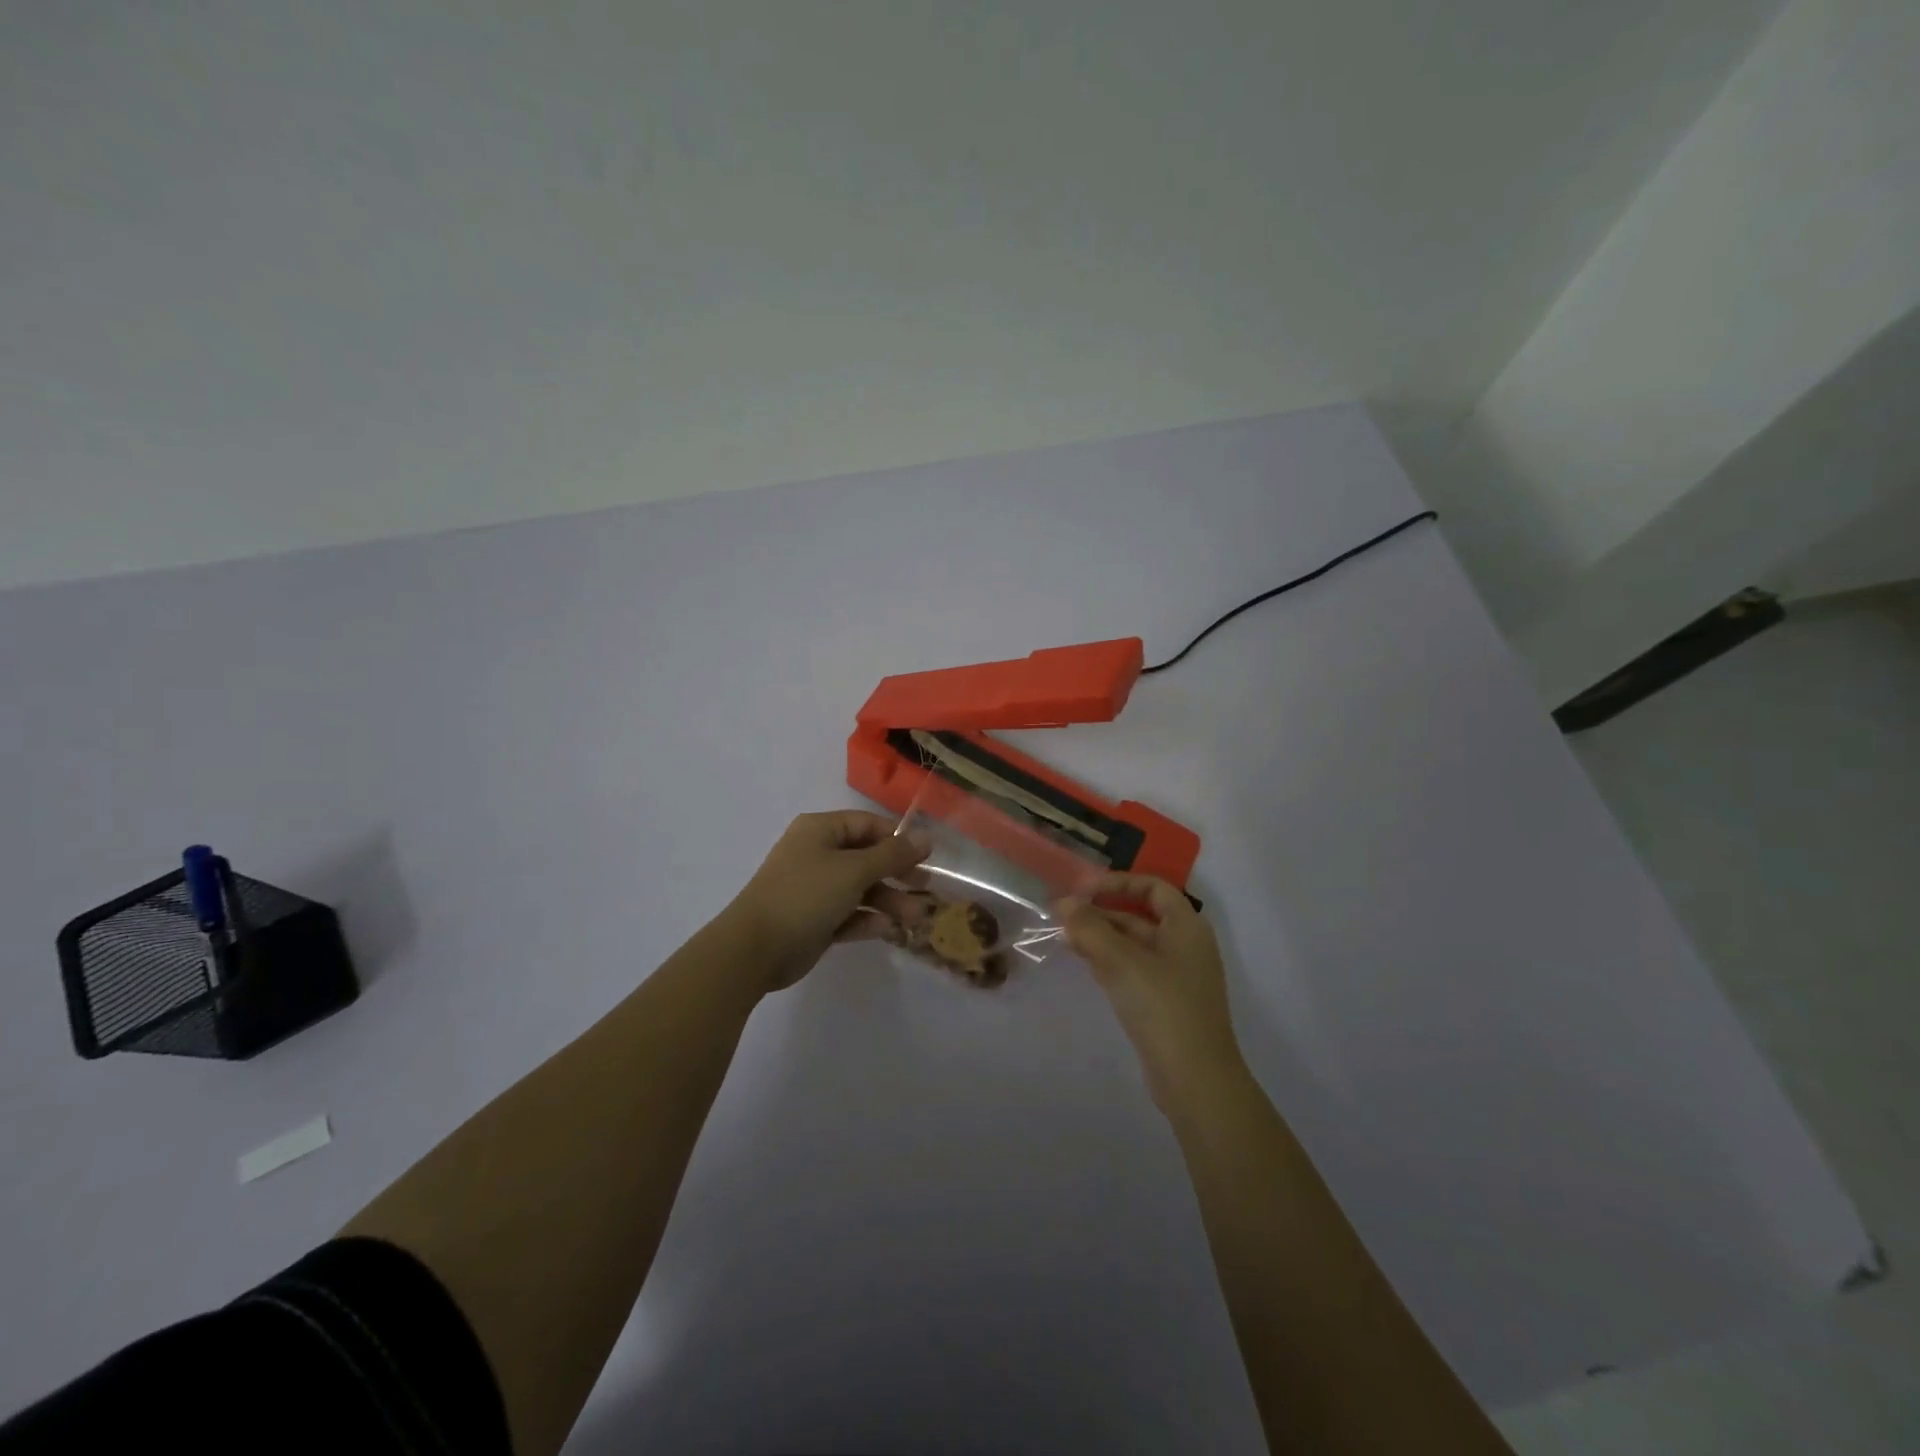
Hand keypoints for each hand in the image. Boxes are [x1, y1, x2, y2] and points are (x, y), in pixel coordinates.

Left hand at [724, 811, 932, 992]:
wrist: (755, 949)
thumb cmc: (806, 895)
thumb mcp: (854, 870)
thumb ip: (892, 855)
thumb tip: (926, 837)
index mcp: (820, 831)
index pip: (868, 825)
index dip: (898, 839)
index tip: (927, 857)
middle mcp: (817, 854)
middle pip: (867, 858)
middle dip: (897, 874)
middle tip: (926, 889)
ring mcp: (814, 889)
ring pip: (860, 889)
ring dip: (888, 901)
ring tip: (915, 918)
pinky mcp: (814, 920)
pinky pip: (847, 914)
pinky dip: (866, 920)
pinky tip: (885, 930)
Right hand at [1057, 874, 1244, 1111]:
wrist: (1196, 1079)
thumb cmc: (1163, 1007)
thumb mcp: (1122, 962)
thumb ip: (1091, 929)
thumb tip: (1065, 903)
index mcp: (1187, 927)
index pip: (1153, 887)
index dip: (1118, 882)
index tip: (1083, 890)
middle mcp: (1185, 946)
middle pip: (1139, 917)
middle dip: (1102, 913)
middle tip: (1062, 916)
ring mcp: (1177, 977)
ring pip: (1134, 946)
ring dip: (1101, 938)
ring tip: (1065, 938)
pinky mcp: (1166, 1003)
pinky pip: (1135, 970)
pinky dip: (1110, 962)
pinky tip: (1085, 964)